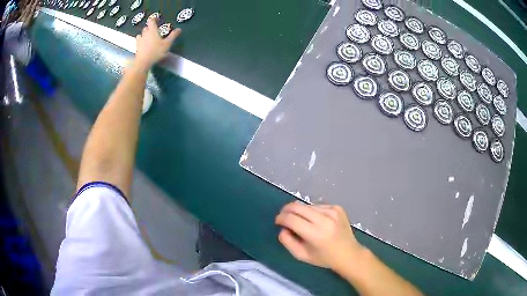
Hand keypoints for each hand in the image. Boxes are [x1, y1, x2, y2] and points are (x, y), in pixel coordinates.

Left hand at [134, 18, 180, 69]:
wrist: (143, 62)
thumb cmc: (156, 51)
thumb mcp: (167, 44)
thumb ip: (173, 35)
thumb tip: (179, 29)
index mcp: (152, 30)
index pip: (151, 21)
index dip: (154, 19)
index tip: (157, 19)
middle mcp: (145, 34)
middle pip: (146, 27)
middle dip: (150, 28)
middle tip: (155, 30)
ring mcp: (139, 41)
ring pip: (141, 34)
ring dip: (144, 35)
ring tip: (148, 38)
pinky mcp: (136, 48)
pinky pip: (138, 42)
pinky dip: (141, 42)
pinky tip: (143, 45)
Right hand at [275, 202, 364, 269]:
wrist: (349, 253)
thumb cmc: (324, 258)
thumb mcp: (302, 255)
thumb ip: (287, 241)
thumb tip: (283, 227)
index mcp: (316, 234)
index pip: (291, 219)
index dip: (281, 218)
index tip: (278, 221)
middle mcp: (325, 220)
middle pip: (297, 207)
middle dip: (286, 210)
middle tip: (283, 216)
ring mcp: (333, 211)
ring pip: (307, 205)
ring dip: (300, 212)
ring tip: (303, 223)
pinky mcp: (337, 208)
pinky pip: (317, 206)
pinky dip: (312, 212)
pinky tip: (316, 221)